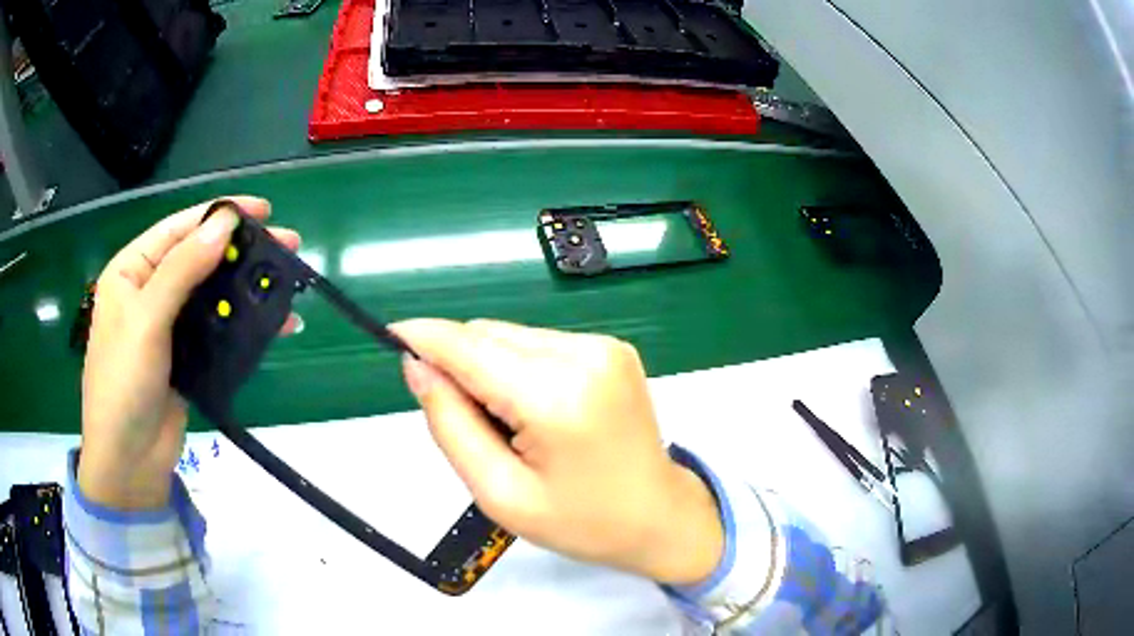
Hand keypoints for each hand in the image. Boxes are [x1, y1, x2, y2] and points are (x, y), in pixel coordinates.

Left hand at [79, 197, 299, 509]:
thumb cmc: (124, 383)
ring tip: (288, 283)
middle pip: (201, 258)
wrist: (129, 462)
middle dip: (241, 251)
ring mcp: (170, 326)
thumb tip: (225, 223)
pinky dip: (246, 325)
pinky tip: (276, 324)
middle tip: (288, 245)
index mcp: (132, 271)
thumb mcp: (146, 320)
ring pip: (214, 294)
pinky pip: (220, 330)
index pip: (179, 229)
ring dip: (248, 288)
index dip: (219, 214)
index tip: (263, 210)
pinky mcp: (188, 357)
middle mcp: (150, 292)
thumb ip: (182, 269)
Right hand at [391, 319, 723, 584]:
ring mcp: (604, 346)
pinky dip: (521, 368)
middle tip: (467, 421)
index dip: (425, 337)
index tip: (391, 335)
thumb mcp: (500, 493)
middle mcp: (584, 355)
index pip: (470, 348)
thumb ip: (450, 424)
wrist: (659, 518)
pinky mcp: (613, 348)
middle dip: (460, 365)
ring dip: (491, 368)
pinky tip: (536, 411)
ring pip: (513, 336)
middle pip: (490, 336)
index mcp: (556, 397)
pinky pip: (541, 344)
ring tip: (509, 425)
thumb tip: (416, 366)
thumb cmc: (581, 523)